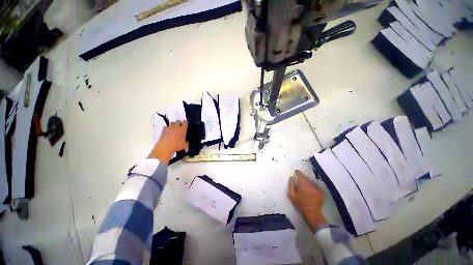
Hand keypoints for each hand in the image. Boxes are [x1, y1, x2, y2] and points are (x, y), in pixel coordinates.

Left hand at [149, 121, 188, 164]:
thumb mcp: (184, 145)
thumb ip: (186, 143)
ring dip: (173, 125)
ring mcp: (169, 128)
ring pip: (171, 123)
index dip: (185, 123)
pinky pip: (165, 127)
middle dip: (179, 123)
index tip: (186, 124)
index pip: (185, 122)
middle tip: (180, 126)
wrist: (165, 146)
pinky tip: (167, 132)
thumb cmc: (177, 145)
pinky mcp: (163, 131)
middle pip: (178, 121)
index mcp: (182, 129)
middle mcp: (176, 127)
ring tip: (174, 129)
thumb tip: (186, 144)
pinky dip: (166, 129)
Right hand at [288, 170, 326, 232]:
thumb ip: (291, 185)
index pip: (300, 174)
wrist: (312, 212)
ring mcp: (317, 187)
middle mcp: (311, 183)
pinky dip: (312, 186)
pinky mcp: (321, 191)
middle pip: (306, 177)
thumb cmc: (300, 203)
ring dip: (307, 182)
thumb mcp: (292, 194)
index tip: (295, 172)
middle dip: (302, 177)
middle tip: (299, 180)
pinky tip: (310, 190)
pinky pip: (315, 185)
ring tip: (305, 185)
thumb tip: (291, 177)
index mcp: (303, 183)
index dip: (297, 172)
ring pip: (311, 181)